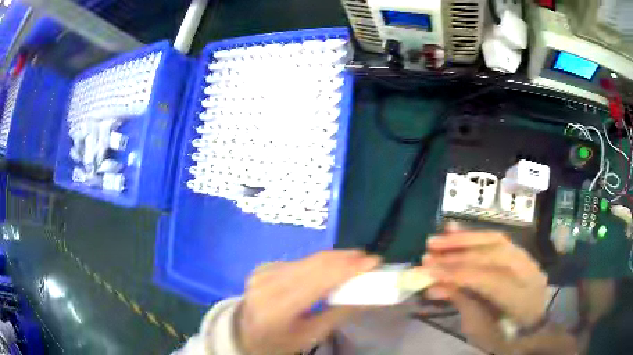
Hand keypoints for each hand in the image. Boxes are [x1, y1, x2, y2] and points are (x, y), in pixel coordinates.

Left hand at [236, 250, 381, 354]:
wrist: (244, 332)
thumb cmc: (278, 341)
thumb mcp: (310, 335)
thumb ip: (339, 314)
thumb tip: (368, 297)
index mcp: (278, 308)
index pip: (318, 281)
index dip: (348, 268)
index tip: (374, 261)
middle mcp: (268, 284)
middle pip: (314, 264)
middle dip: (345, 258)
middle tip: (369, 258)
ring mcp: (264, 272)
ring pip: (308, 259)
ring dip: (335, 258)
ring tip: (357, 260)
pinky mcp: (265, 267)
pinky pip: (299, 261)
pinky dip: (320, 262)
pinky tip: (333, 265)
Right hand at [421, 226, 546, 351]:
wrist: (529, 328)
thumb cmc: (503, 335)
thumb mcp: (480, 328)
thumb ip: (462, 301)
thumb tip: (434, 284)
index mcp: (521, 300)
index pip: (489, 280)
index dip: (459, 274)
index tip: (429, 271)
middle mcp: (528, 273)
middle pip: (494, 254)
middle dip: (459, 253)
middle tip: (429, 252)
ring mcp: (527, 260)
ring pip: (496, 240)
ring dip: (464, 239)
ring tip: (438, 239)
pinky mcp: (520, 254)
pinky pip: (498, 239)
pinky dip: (475, 235)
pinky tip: (456, 230)